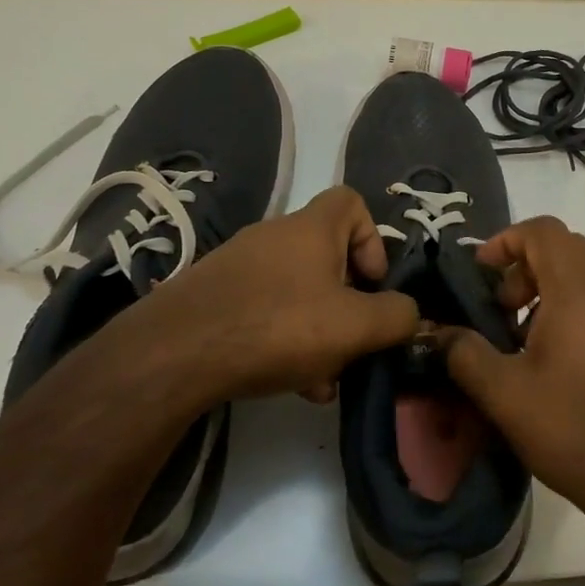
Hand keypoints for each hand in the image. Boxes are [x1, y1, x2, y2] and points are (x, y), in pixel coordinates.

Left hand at [89, 186, 418, 409]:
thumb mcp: (354, 326)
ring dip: (319, 328)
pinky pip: (265, 310)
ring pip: (297, 290)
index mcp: (311, 229)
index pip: (352, 202)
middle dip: (348, 300)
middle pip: (327, 256)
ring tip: (324, 379)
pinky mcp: (215, 297)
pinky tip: (290, 383)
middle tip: (353, 341)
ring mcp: (240, 266)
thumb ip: (396, 317)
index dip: (373, 239)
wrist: (174, 354)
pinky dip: (285, 338)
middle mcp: (275, 237)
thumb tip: (410, 313)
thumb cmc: (277, 327)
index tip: (373, 283)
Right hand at [440, 217, 584, 538]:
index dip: (506, 241)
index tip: (480, 274)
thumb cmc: (577, 430)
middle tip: (500, 309)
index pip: (543, 231)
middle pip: (565, 248)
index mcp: (578, 290)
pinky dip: (571, 308)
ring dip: (548, 289)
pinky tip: (555, 362)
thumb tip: (439, 333)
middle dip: (524, 266)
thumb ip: (465, 355)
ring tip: (522, 339)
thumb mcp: (506, 396)